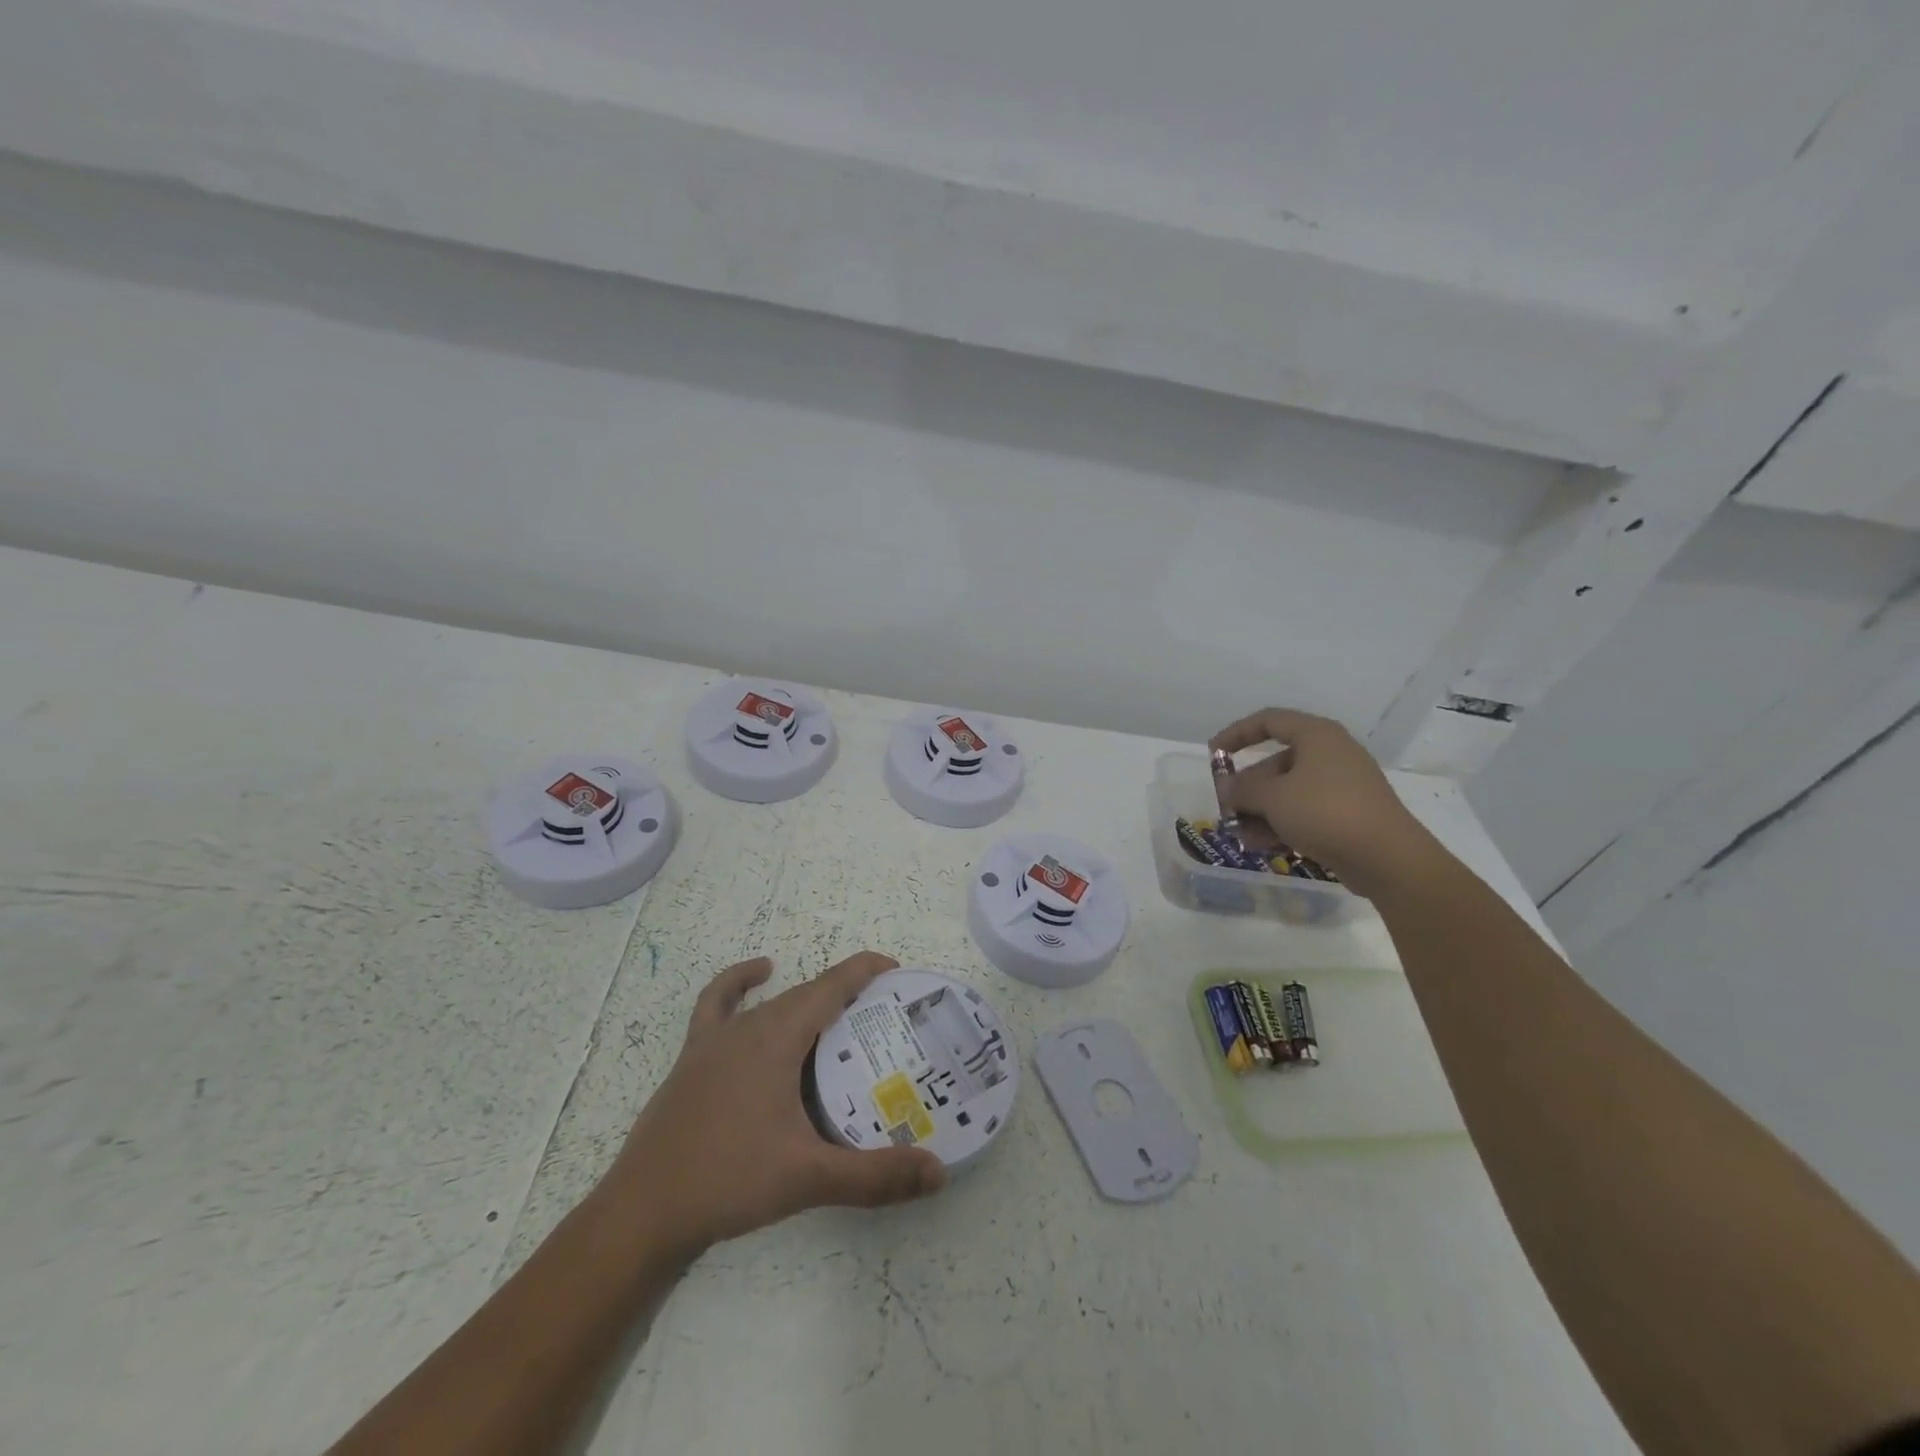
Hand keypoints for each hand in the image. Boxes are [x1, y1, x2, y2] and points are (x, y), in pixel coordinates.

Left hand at [604, 951, 946, 1259]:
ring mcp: (715, 1040)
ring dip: (806, 999)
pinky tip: (756, 977)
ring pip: (771, 1003)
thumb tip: (938, 1174)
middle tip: (881, 1013)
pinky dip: (739, 983)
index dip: (863, 971)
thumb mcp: (808, 1178)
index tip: (895, 968)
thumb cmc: (728, 1182)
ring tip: (836, 1015)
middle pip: (806, 994)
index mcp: (776, 1038)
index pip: (830, 987)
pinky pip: (718, 1004)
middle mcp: (748, 1027)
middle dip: (845, 993)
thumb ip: (875, 1176)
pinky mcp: (693, 1058)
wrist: (642, 1212)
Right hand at [1209, 707, 1438, 897]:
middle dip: (1247, 788)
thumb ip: (1242, 789)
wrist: (1388, 858)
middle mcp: (1330, 754)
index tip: (1213, 755)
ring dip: (1260, 811)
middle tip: (1227, 808)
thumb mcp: (1272, 798)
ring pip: (1288, 791)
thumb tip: (1226, 788)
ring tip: (1242, 835)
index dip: (1236, 734)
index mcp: (1316, 736)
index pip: (1268, 720)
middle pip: (1276, 762)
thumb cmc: (1325, 812)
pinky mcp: (1348, 814)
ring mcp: (1342, 786)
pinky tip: (1264, 845)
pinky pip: (1305, 811)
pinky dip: (1282, 824)